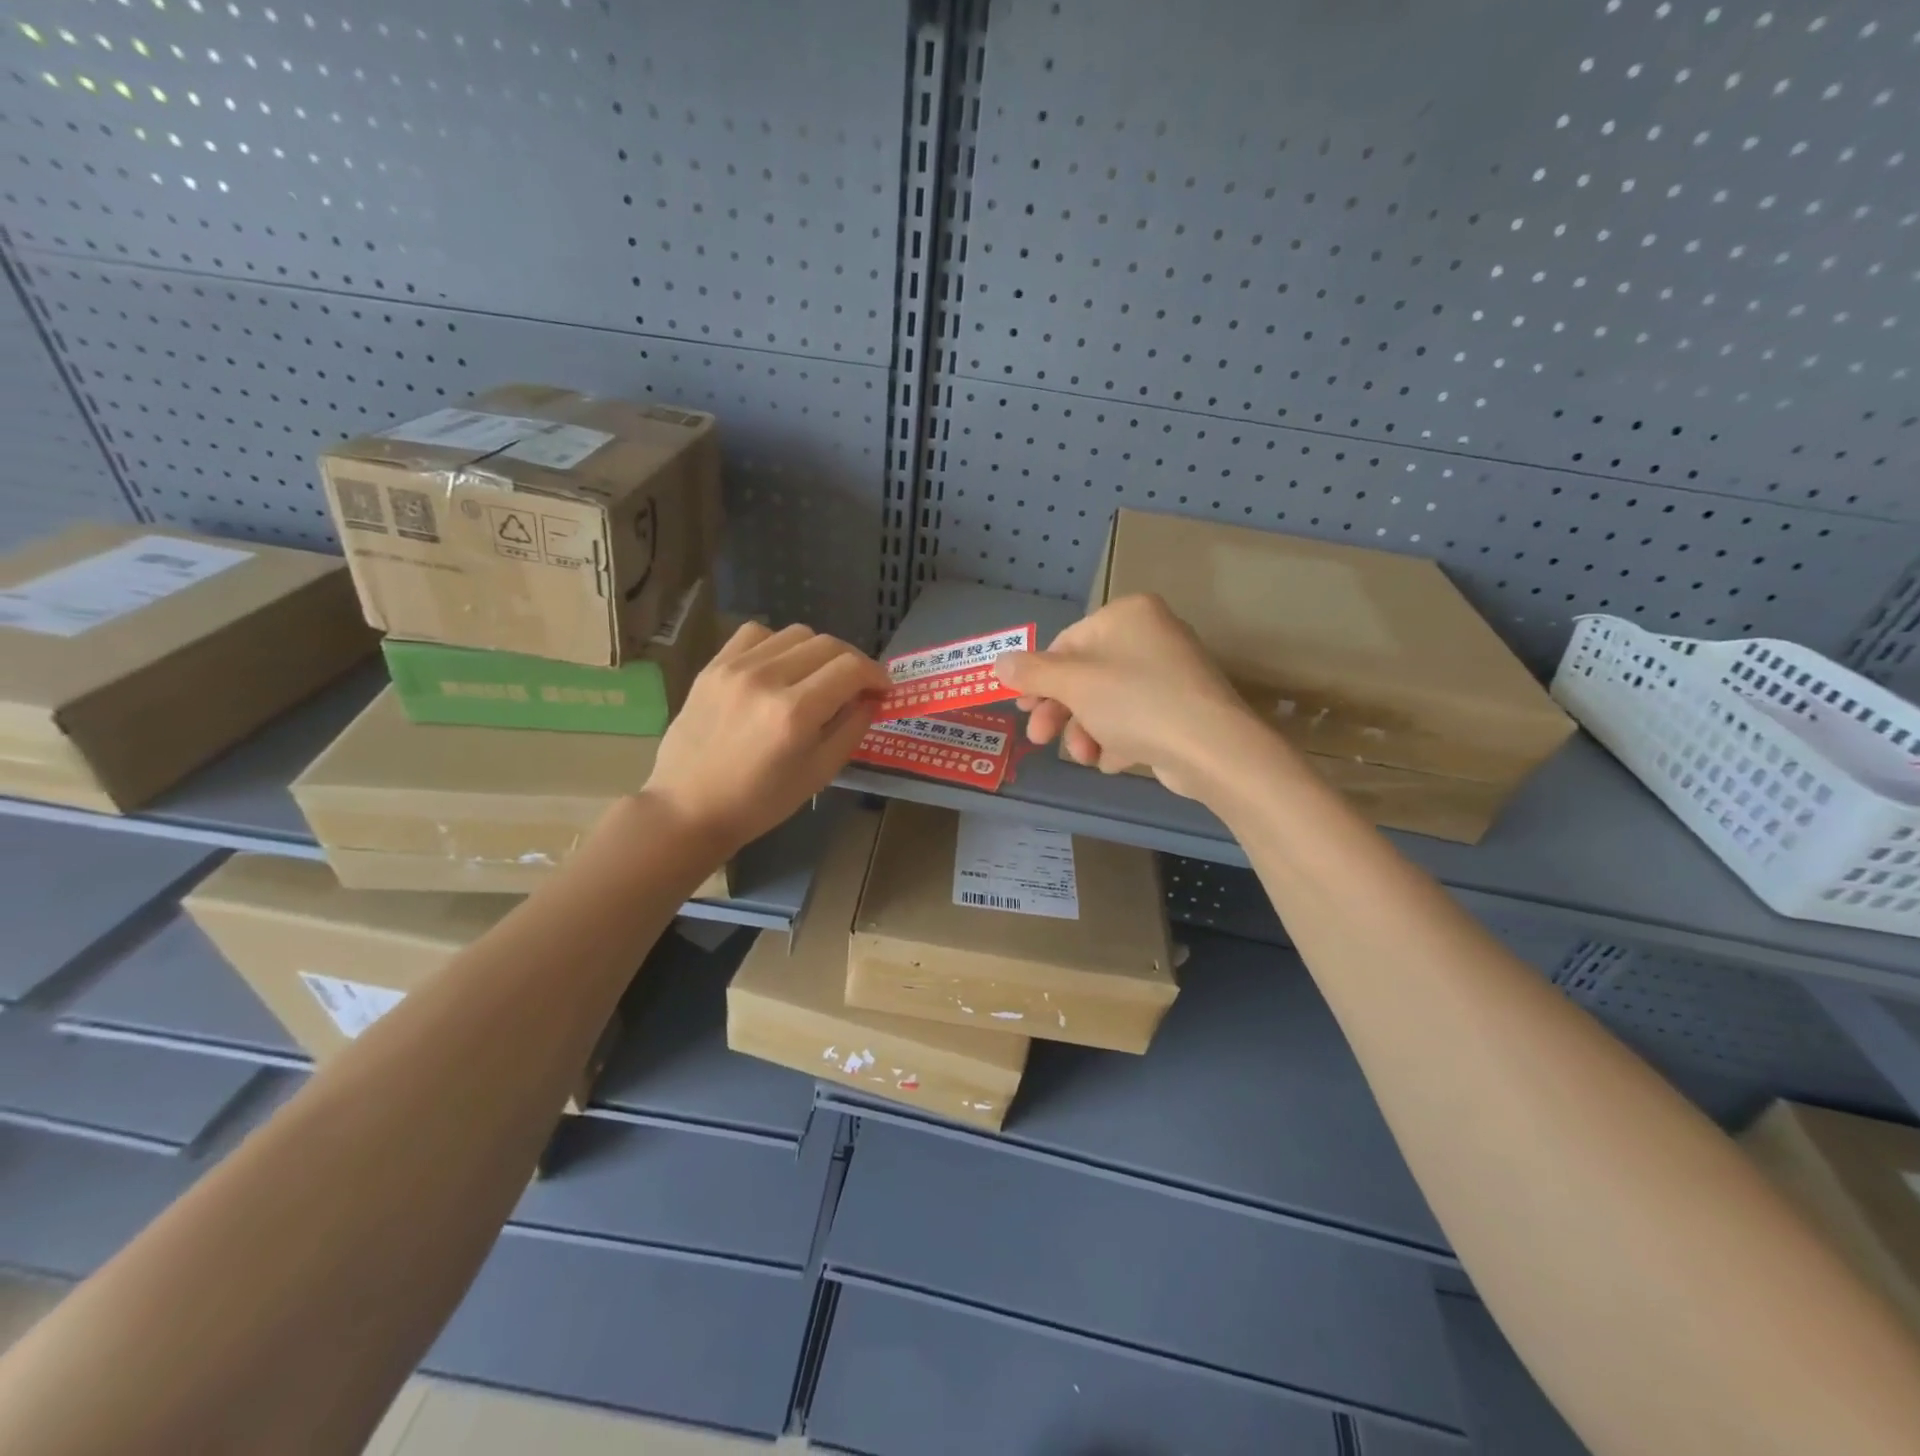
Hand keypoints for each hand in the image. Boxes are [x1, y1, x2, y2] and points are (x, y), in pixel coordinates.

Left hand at [646, 621, 889, 852]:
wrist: (689, 808)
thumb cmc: (759, 802)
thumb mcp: (818, 774)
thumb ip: (851, 730)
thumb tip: (871, 699)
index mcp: (795, 712)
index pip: (851, 668)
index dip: (876, 674)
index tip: (883, 689)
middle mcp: (767, 679)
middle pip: (828, 644)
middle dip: (852, 662)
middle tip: (856, 686)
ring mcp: (735, 668)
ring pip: (795, 633)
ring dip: (818, 651)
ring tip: (817, 677)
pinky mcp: (713, 666)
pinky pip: (756, 633)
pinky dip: (779, 644)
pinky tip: (779, 668)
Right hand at [993, 594, 1262, 799]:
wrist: (1211, 748)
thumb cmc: (1134, 702)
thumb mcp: (1073, 683)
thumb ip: (1032, 672)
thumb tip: (999, 661)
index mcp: (1127, 615)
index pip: (1067, 643)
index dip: (1039, 678)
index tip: (1022, 707)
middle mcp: (1151, 636)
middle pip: (1086, 675)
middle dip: (1061, 712)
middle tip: (1039, 739)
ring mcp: (1170, 674)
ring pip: (1108, 702)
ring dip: (1086, 732)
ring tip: (1085, 757)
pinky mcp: (1182, 709)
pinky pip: (1136, 720)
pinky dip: (1118, 740)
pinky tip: (1113, 761)